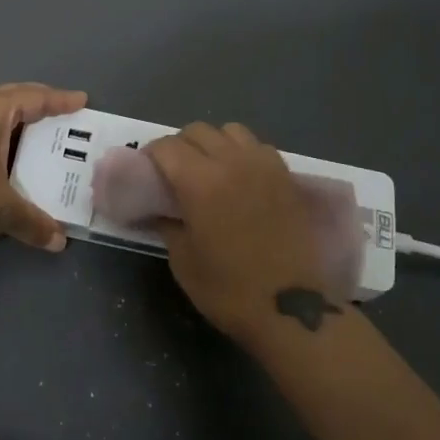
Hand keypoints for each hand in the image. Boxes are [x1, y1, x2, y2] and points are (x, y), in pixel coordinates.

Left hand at [0, 83, 87, 255]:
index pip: (34, 98)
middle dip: (36, 103)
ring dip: (11, 120)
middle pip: (10, 97)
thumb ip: (34, 221)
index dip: (60, 100)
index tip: (81, 101)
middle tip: (59, 113)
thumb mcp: (3, 211)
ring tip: (31, 134)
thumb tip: (58, 241)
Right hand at [144, 122, 340, 339]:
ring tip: (210, 169)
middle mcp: (231, 161)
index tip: (146, 172)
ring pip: (231, 131)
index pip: (167, 147)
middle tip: (173, 172)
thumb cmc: (230, 290)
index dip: (152, 155)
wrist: (293, 309)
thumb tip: (158, 211)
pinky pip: (258, 147)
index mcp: (200, 181)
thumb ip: (167, 226)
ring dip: (213, 142)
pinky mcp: (286, 176)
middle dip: (180, 145)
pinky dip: (242, 152)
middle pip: (198, 131)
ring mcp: (263, 165)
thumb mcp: (184, 262)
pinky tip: (240, 177)